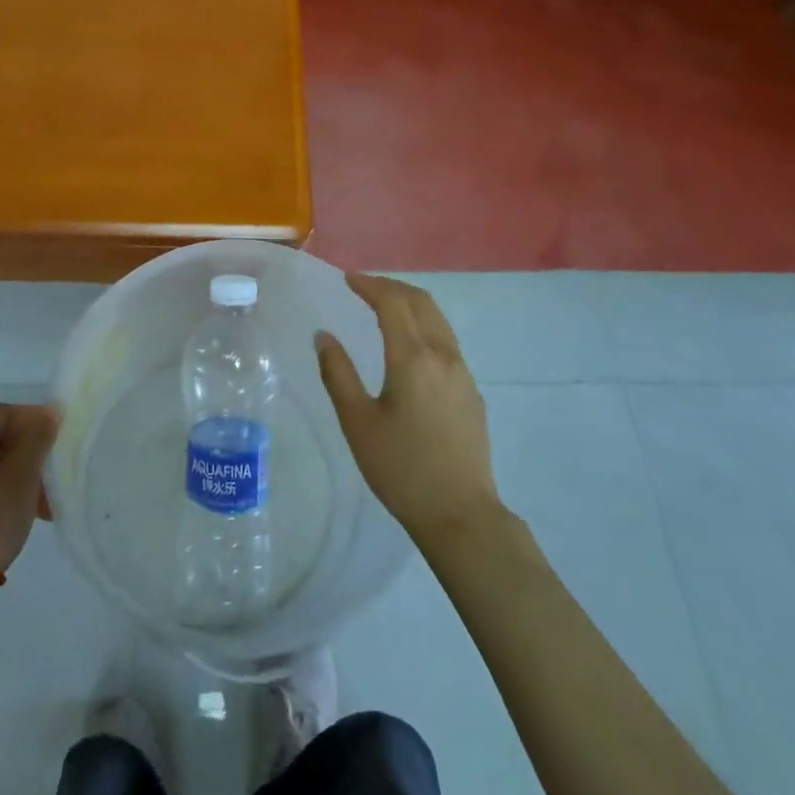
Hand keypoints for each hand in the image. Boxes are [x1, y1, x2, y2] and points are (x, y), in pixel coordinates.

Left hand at [0, 403, 59, 577]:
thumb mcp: (21, 477)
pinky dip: (1, 487)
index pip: (4, 412)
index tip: (60, 439)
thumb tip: (50, 412)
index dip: (35, 420)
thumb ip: (37, 439)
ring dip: (18, 473)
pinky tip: (22, 509)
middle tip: (53, 474)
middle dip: (29, 452)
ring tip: (44, 501)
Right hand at [316, 273, 501, 543]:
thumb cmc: (401, 469)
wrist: (461, 514)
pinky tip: (409, 346)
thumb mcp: (358, 422)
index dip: (369, 285)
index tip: (348, 279)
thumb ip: (338, 374)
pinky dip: (424, 325)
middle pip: (421, 302)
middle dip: (391, 287)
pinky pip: (446, 341)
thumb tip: (323, 336)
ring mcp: (463, 372)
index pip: (393, 302)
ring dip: (410, 303)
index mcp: (413, 357)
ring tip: (385, 307)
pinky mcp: (471, 391)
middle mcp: (443, 355)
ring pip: (438, 319)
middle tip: (364, 287)